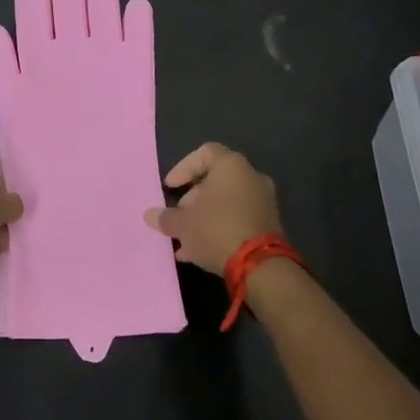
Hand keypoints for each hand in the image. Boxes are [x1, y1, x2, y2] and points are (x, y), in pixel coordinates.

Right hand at [144, 142, 282, 275]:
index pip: (205, 153)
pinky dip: (220, 227)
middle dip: (193, 198)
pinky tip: (200, 251)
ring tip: (186, 239)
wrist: (260, 266)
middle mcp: (251, 177)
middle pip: (216, 179)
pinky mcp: (269, 225)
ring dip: (205, 216)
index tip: (170, 187)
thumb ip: (166, 217)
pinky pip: (238, 218)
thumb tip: (150, 215)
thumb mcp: (183, 224)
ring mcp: (264, 201)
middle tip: (179, 216)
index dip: (183, 168)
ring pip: (227, 202)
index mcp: (231, 166)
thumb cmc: (216, 230)